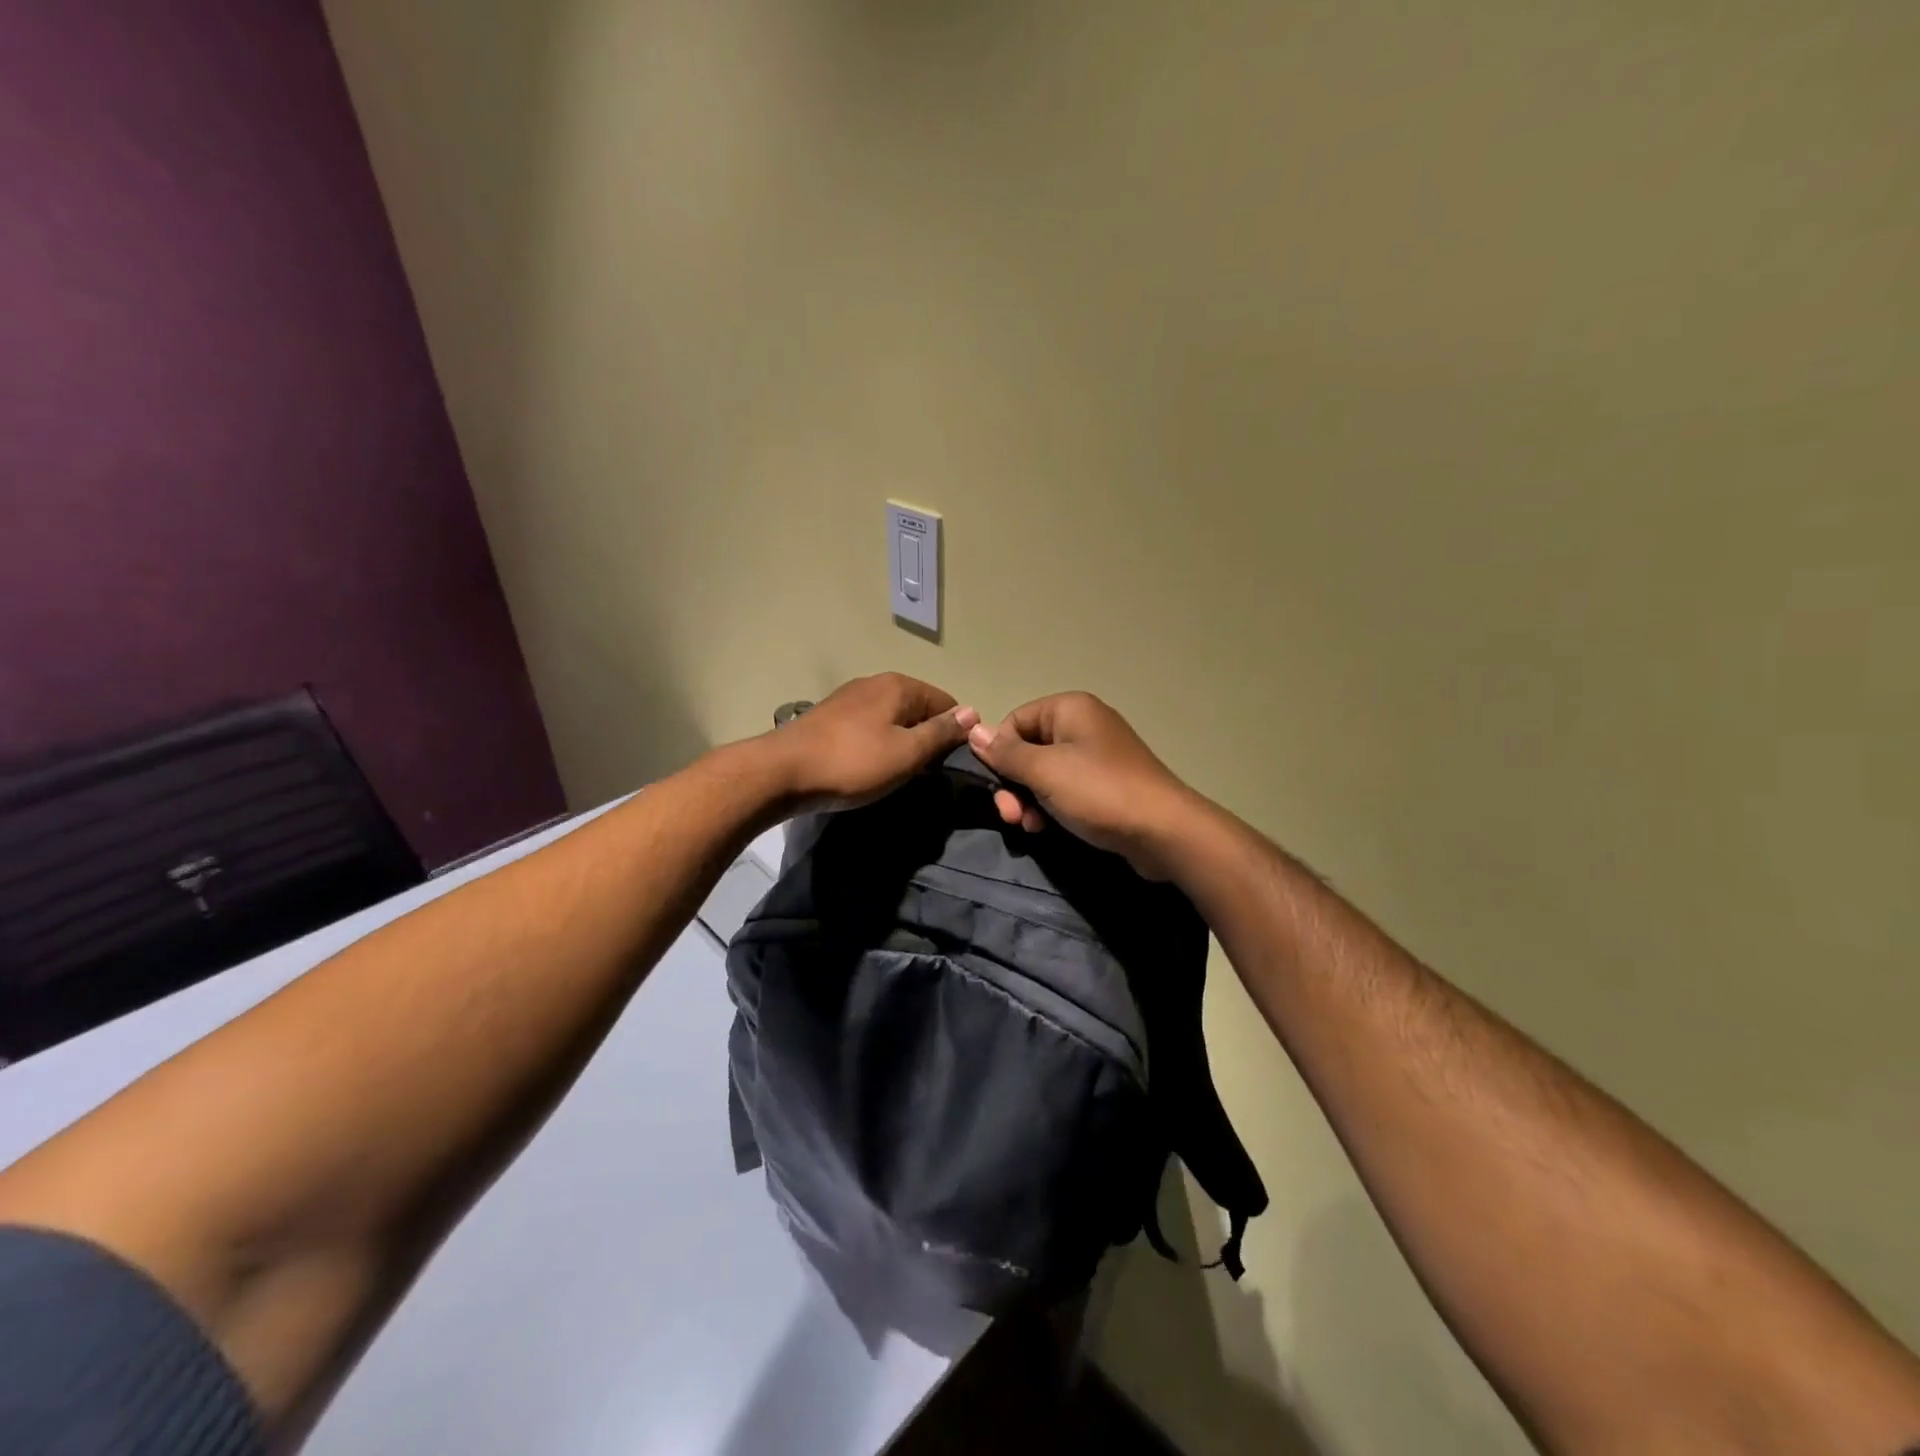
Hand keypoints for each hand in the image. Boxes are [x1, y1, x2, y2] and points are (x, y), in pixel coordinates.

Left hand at [769, 673, 979, 811]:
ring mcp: (850, 698)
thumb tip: (972, 713)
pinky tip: (870, 767)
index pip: (947, 702)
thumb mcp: (907, 752)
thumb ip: (941, 732)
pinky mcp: (831, 717)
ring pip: (893, 719)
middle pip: (919, 709)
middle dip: (928, 738)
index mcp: (900, 685)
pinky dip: (878, 745)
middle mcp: (876, 683)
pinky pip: (870, 727)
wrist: (782, 772)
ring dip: (902, 743)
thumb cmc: (853, 763)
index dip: (956, 733)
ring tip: (899, 774)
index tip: (952, 765)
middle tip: (926, 775)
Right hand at [965, 692, 1199, 878]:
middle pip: (1028, 749)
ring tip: (1029, 826)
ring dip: (1029, 800)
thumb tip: (973, 730)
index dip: (999, 753)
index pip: (1015, 721)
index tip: (998, 786)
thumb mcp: (1045, 771)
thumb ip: (1006, 752)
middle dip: (1014, 784)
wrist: (1163, 831)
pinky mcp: (1105, 785)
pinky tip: (1046, 828)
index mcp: (1069, 709)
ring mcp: (1097, 756)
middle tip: (1011, 816)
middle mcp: (1083, 725)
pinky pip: (1065, 789)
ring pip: (1044, 773)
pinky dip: (1050, 807)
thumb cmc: (1099, 792)